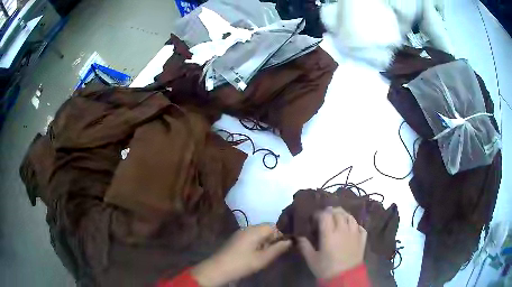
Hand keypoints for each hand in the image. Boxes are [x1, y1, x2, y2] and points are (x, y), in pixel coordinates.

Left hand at [192, 224, 291, 286]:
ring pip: (259, 234)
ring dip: (265, 243)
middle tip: (272, 253)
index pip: (274, 226)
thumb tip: (290, 241)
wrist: (218, 268)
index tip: (282, 248)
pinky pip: (252, 237)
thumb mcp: (263, 259)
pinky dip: (257, 244)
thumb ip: (278, 249)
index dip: (280, 236)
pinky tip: (255, 255)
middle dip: (272, 240)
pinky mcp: (236, 239)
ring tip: (264, 256)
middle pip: (266, 229)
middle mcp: (248, 228)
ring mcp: (241, 233)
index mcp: (255, 230)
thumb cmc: (242, 263)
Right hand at [298, 207, 366, 279]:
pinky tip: (351, 228)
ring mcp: (355, 233)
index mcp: (329, 234)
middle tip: (325, 216)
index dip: (319, 213)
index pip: (325, 215)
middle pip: (339, 213)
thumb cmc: (326, 269)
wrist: (345, 277)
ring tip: (338, 219)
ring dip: (343, 215)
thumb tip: (299, 237)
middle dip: (331, 211)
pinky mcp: (362, 239)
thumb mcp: (312, 259)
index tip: (315, 218)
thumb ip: (305, 246)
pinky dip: (355, 224)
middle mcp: (343, 230)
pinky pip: (360, 226)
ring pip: (350, 217)